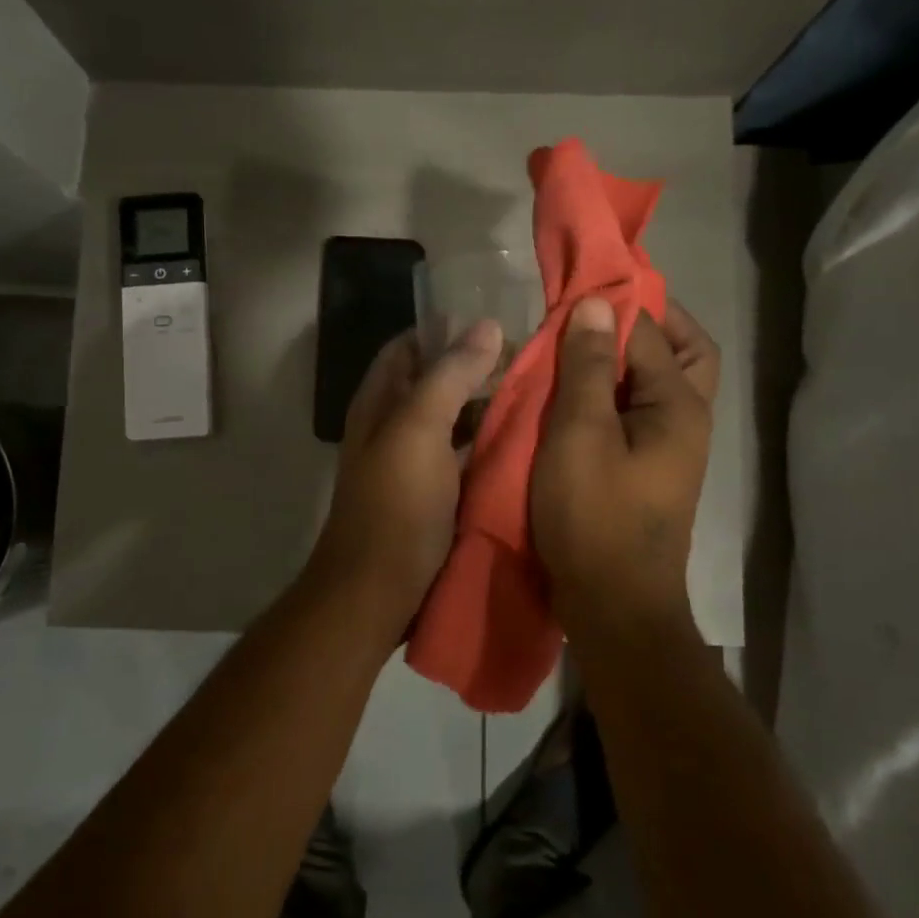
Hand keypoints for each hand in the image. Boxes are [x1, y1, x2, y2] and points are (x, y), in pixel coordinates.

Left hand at [310, 321, 503, 623]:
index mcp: (380, 402)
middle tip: (533, 360)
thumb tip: (486, 326)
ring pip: (455, 419)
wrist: (377, 593)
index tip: (499, 324)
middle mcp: (394, 425)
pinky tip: (527, 441)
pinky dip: (491, 444)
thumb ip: (449, 376)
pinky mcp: (435, 495)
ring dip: (489, 405)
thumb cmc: (395, 506)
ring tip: (541, 392)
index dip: (448, 329)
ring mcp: (415, 463)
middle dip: (478, 367)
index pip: (410, 345)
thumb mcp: (419, 430)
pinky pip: (466, 456)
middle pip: (436, 381)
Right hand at [531, 298, 719, 621]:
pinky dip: (614, 393)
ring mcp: (671, 449)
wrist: (614, 608)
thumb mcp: (580, 436)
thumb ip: (588, 368)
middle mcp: (687, 420)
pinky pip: (638, 413)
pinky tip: (576, 396)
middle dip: (647, 324)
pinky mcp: (649, 470)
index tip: (571, 288)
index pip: (651, 331)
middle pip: (683, 352)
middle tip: (597, 312)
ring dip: (628, 359)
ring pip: (660, 384)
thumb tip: (596, 303)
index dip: (612, 303)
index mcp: (680, 406)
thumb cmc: (594, 517)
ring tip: (579, 348)